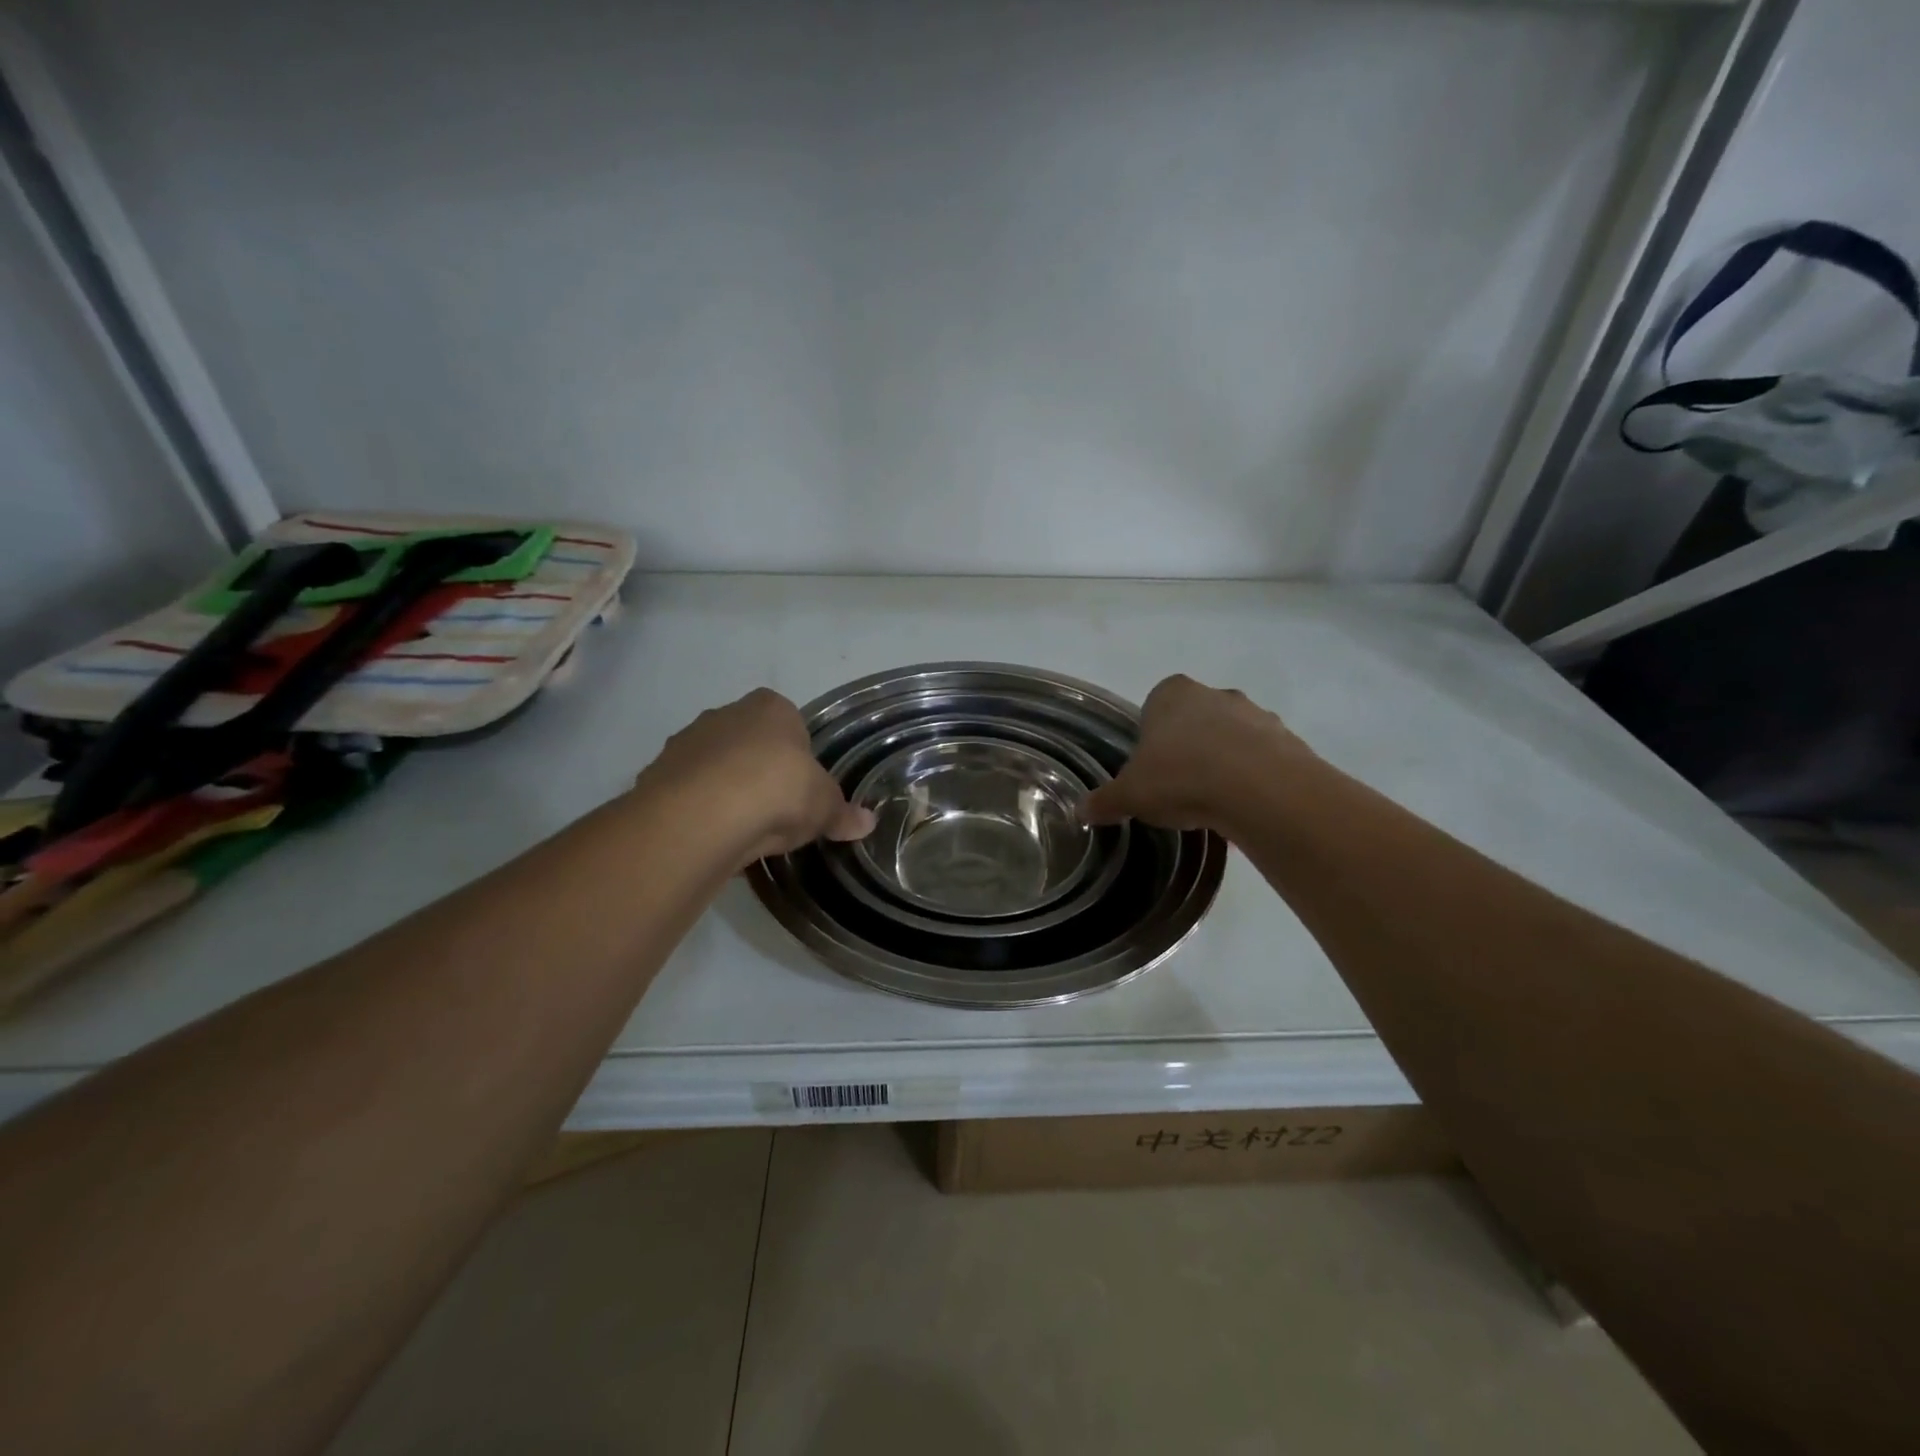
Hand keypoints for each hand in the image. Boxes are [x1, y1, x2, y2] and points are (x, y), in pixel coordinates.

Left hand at [638, 689, 873, 866]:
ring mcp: (687, 741)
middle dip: (759, 770)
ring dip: (726, 790)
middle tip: (775, 811)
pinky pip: (688, 792)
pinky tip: (713, 837)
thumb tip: (868, 822)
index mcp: (771, 707)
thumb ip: (843, 813)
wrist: (704, 814)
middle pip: (748, 741)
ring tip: (742, 830)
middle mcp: (725, 714)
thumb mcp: (824, 807)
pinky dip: (699, 811)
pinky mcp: (657, 773)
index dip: (797, 755)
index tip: (801, 787)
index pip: (789, 722)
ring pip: (714, 766)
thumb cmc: (778, 791)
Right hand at [1082, 675, 1310, 832]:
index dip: (1151, 737)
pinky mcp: (1288, 741)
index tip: (1151, 768)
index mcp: (1172, 694)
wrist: (1260, 790)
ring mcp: (1256, 714)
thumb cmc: (1181, 778)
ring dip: (1223, 762)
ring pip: (1231, 737)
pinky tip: (1242, 808)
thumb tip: (1080, 810)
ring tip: (1213, 803)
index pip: (1154, 706)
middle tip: (1178, 787)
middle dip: (1188, 747)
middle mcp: (1215, 694)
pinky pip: (1262, 759)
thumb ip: (1105, 801)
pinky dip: (1252, 779)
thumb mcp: (1130, 795)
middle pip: (1195, 719)